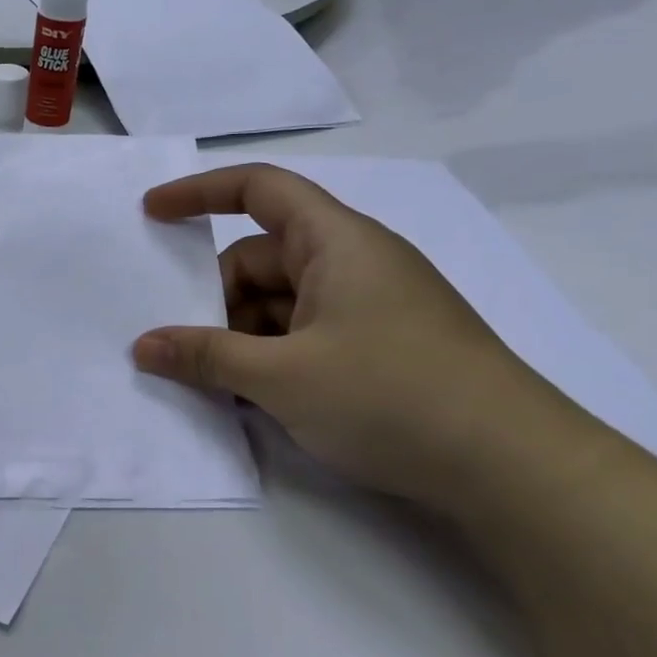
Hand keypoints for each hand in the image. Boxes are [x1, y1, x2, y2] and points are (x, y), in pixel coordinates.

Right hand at [132, 165, 555, 508]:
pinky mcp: (380, 346)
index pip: (258, 189)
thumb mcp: (281, 377)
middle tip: (184, 346)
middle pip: (261, 257)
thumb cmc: (391, 396)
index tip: (152, 214)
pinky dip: (272, 355)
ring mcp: (369, 306)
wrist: (514, 467)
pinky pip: (305, 333)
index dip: (199, 192)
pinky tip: (255, 397)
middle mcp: (353, 262)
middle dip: (216, 296)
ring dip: (241, 334)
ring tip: (216, 383)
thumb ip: (205, 356)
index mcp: (336, 242)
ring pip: (281, 302)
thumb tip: (143, 346)